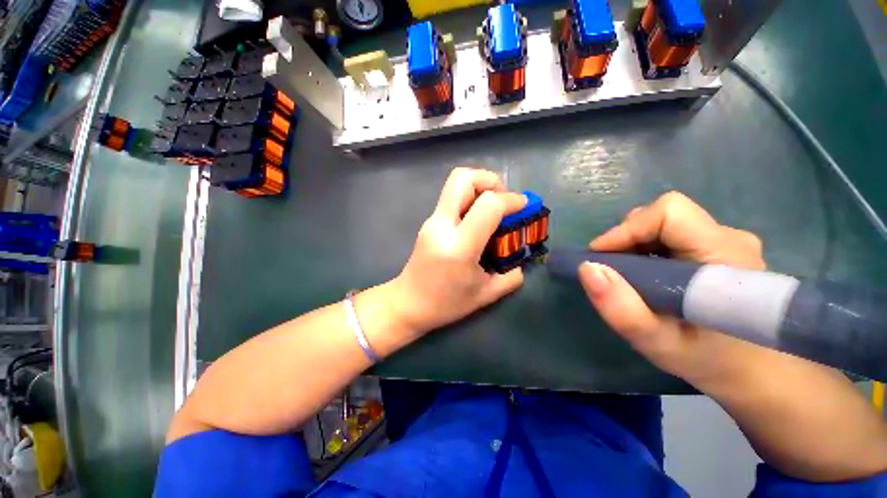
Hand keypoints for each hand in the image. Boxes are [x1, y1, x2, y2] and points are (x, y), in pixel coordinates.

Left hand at [389, 167, 526, 335]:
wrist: (408, 303)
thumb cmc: (446, 304)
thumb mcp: (485, 295)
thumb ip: (511, 277)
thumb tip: (521, 263)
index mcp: (459, 246)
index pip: (488, 204)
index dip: (512, 200)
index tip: (525, 207)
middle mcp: (442, 226)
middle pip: (463, 178)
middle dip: (490, 180)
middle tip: (503, 200)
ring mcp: (432, 221)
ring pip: (455, 184)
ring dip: (479, 188)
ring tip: (492, 210)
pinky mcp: (429, 222)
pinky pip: (452, 199)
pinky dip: (470, 200)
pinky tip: (478, 222)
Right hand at [579, 192, 776, 388]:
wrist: (758, 374)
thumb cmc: (711, 361)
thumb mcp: (657, 343)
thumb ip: (621, 308)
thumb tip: (587, 268)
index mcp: (723, 254)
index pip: (669, 213)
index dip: (628, 229)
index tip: (600, 257)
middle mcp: (729, 238)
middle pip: (664, 215)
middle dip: (627, 238)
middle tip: (611, 271)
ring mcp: (727, 242)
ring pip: (665, 224)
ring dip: (635, 244)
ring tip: (628, 276)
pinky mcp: (720, 249)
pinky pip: (672, 235)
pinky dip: (647, 249)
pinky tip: (647, 276)